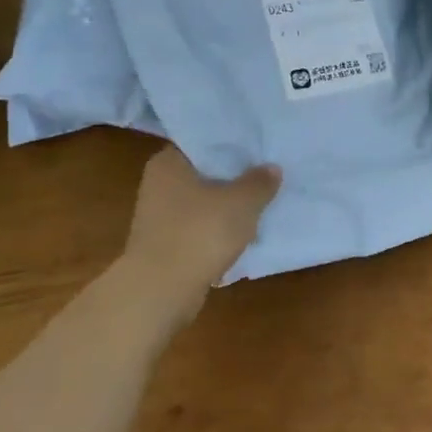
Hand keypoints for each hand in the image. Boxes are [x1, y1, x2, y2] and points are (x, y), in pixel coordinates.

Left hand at [119, 147, 280, 289]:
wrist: (161, 290)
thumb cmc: (199, 233)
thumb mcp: (242, 202)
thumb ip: (260, 182)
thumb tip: (271, 168)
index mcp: (169, 162)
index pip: (204, 141)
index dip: (233, 142)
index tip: (260, 146)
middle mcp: (159, 184)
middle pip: (205, 171)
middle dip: (235, 175)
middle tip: (269, 172)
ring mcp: (160, 216)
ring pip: (204, 201)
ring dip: (229, 204)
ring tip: (263, 202)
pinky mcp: (167, 243)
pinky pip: (201, 227)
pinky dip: (220, 229)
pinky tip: (245, 232)